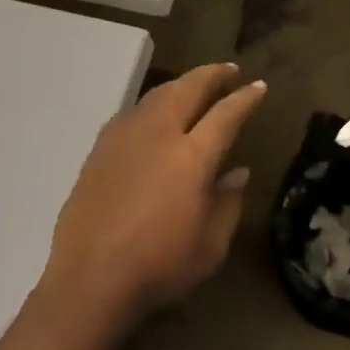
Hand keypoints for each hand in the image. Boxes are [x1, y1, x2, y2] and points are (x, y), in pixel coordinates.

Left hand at [43, 64, 266, 322]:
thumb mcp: (211, 245)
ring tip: (194, 85)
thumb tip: (237, 173)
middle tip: (228, 70)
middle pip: (188, 90)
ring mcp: (124, 139)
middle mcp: (158, 135)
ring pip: (156, 96)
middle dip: (211, 75)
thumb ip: (228, 203)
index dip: (245, 98)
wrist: (91, 279)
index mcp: (192, 157)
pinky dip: (151, 104)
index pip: (226, 114)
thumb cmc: (160, 267)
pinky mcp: (99, 150)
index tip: (258, 86)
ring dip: (180, 84)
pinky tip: (153, 113)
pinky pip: (132, 113)